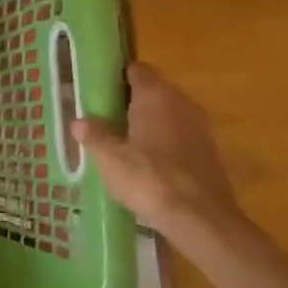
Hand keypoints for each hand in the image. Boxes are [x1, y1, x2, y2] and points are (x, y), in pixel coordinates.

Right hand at [72, 62, 243, 235]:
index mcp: (156, 96)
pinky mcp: (208, 152)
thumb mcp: (109, 157)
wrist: (200, 218)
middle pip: (152, 92)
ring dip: (146, 123)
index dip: (116, 76)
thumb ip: (94, 135)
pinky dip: (161, 143)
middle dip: (129, 102)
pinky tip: (144, 163)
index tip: (97, 89)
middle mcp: (182, 103)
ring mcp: (199, 128)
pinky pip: (178, 136)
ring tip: (119, 141)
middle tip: (102, 117)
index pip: (136, 70)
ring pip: (166, 115)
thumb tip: (80, 121)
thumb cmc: (149, 178)